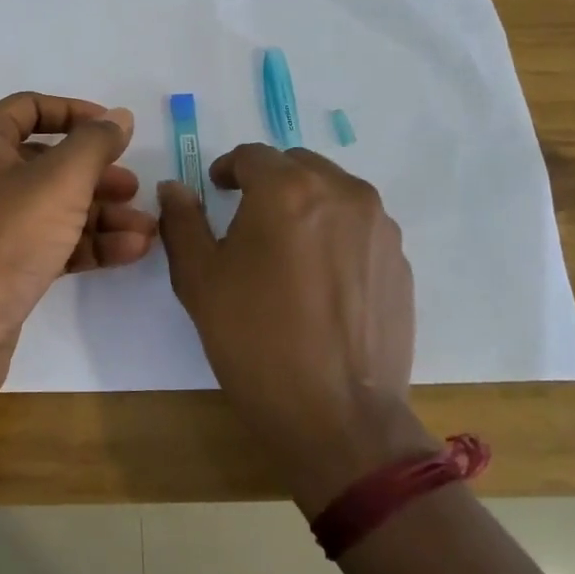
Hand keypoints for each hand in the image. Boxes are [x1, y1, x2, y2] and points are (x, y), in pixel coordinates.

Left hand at [0, 92, 158, 388]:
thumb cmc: (6, 238)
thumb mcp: (60, 181)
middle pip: (48, 161)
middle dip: (97, 174)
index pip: (29, 108)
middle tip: (134, 188)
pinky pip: (50, 240)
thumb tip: (120, 116)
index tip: (115, 129)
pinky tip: (130, 251)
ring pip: (54, 205)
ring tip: (147, 228)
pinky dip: (87, 242)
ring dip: (102, 214)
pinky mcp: (1, 264)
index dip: (75, 112)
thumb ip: (95, 143)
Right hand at [158, 145, 431, 513]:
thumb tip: (175, 187)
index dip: (227, 169)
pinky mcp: (399, 259)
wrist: (340, 418)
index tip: (216, 192)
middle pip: (296, 166)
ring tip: (286, 250)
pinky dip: (335, 233)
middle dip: (268, 182)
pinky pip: (359, 225)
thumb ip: (182, 221)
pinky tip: (320, 278)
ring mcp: (379, 225)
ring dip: (305, 204)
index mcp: (288, 189)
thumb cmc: (256, 341)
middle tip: (247, 220)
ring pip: (332, 191)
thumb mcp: (199, 280)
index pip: (252, 155)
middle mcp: (341, 192)